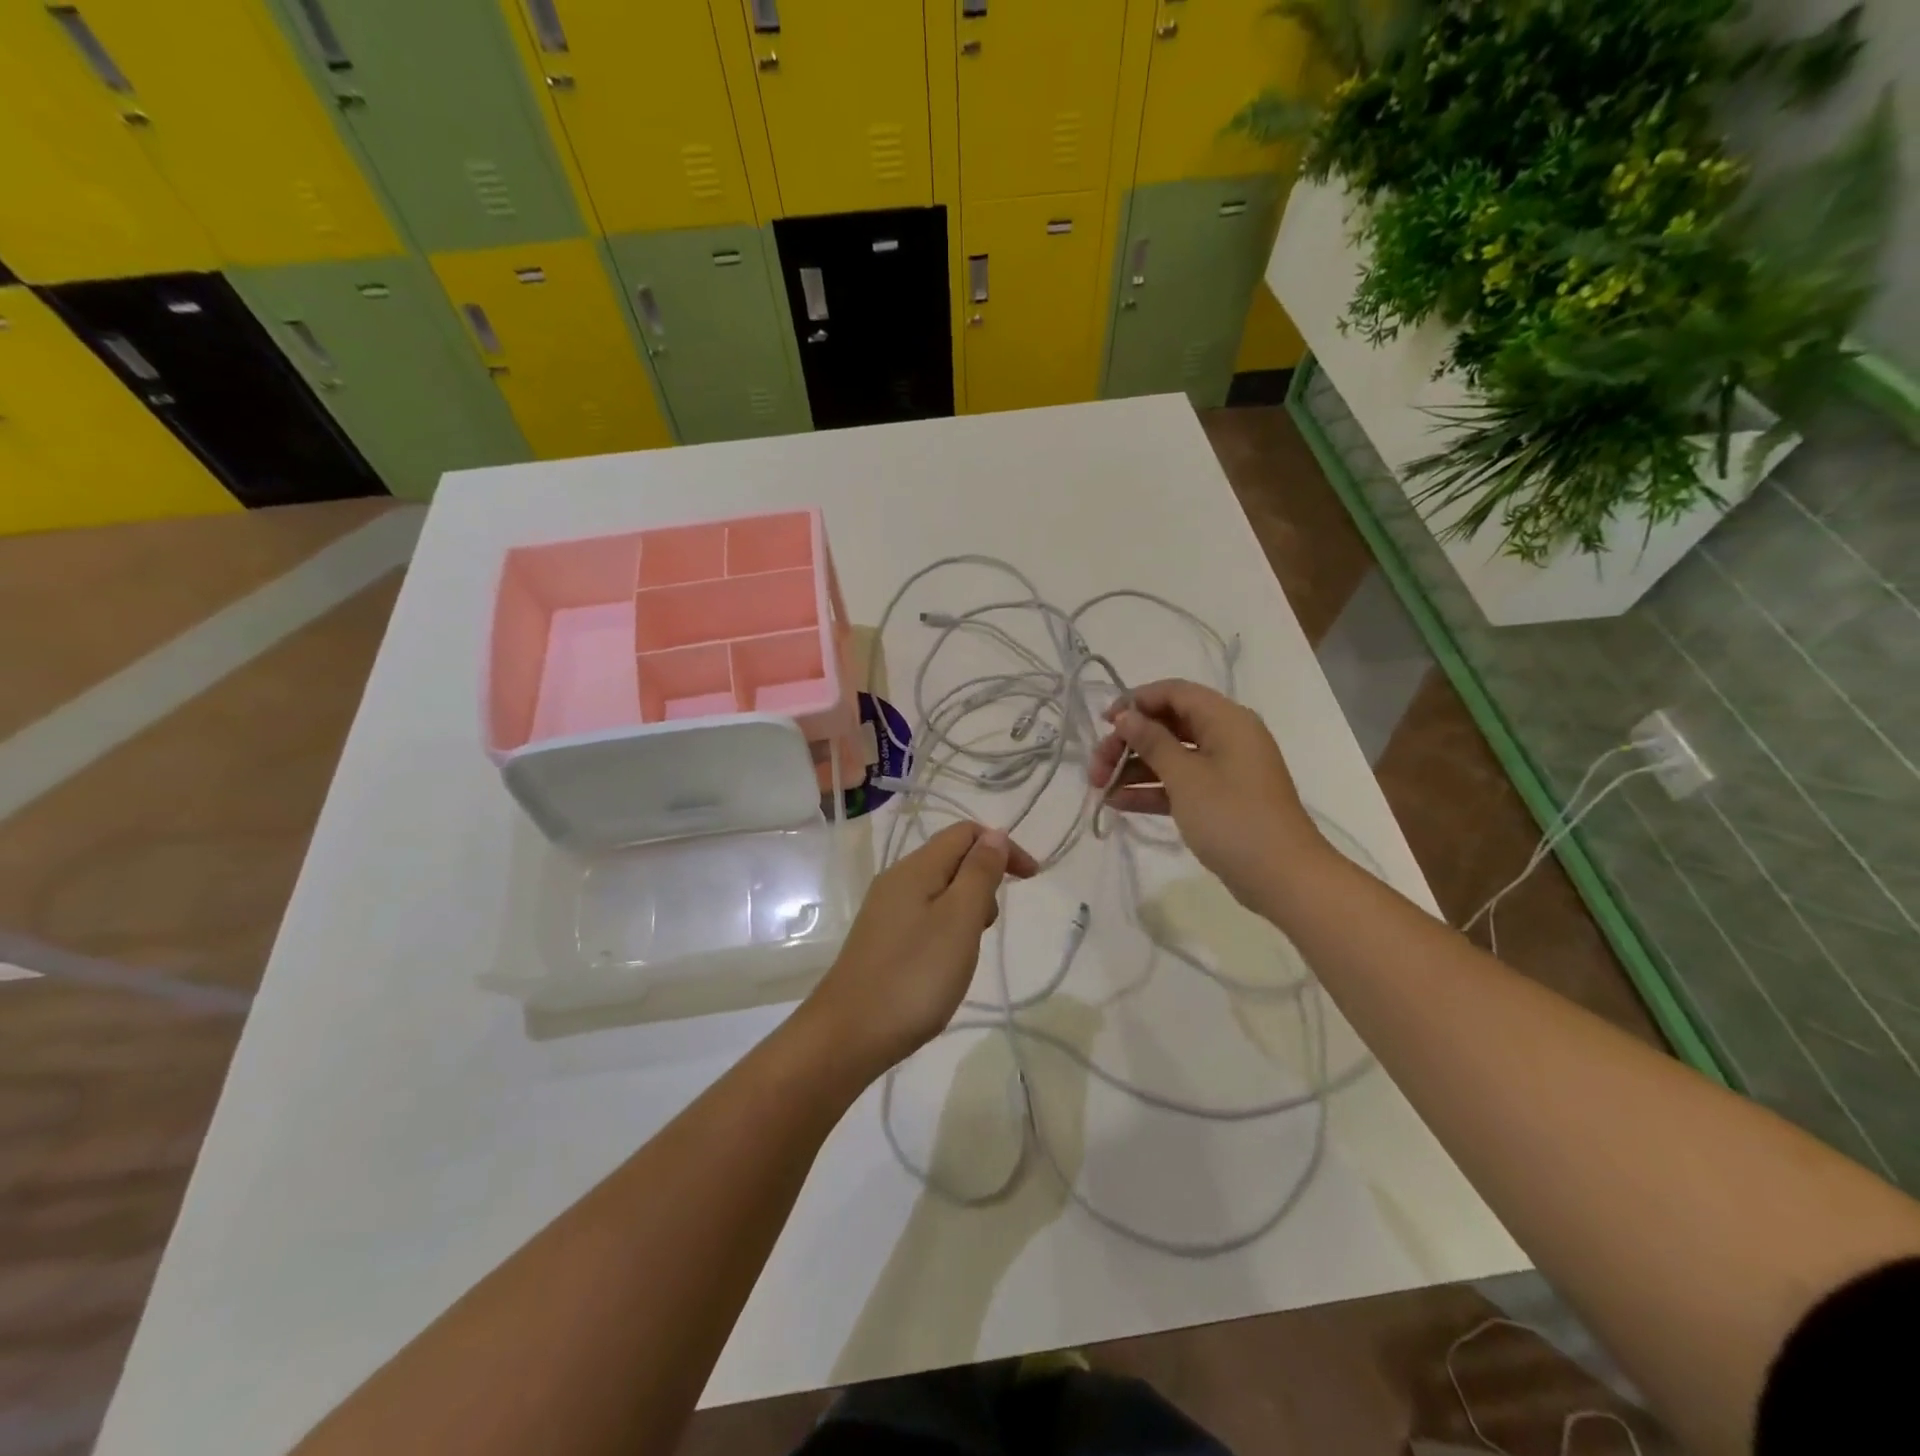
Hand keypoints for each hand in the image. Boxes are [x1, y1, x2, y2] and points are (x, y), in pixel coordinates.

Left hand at [801, 822, 1037, 1077]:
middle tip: (987, 926)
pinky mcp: (881, 938)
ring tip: (967, 949)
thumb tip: (994, 834)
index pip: (965, 833)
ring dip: (967, 906)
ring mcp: (885, 910)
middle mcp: (896, 879)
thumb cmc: (914, 976)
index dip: (1002, 847)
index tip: (1031, 879)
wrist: (848, 1035)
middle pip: (951, 858)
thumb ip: (979, 873)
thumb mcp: (959, 920)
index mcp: (915, 868)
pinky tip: (945, 961)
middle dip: (984, 879)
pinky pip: (925, 914)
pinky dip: (947, 926)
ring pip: (939, 888)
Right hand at [1088, 679, 1325, 911]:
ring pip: (1170, 757)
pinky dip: (1151, 790)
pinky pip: (1179, 784)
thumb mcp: (1186, 777)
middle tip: (1096, 766)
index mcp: (1226, 720)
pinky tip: (1118, 803)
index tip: (1104, 723)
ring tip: (1099, 788)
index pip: (1175, 693)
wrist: (1282, 877)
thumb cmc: (1232, 817)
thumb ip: (1152, 742)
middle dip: (1129, 742)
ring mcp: (1224, 770)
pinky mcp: (1219, 799)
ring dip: (1134, 768)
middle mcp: (1226, 737)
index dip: (1137, 702)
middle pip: (1168, 725)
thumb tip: (1126, 716)